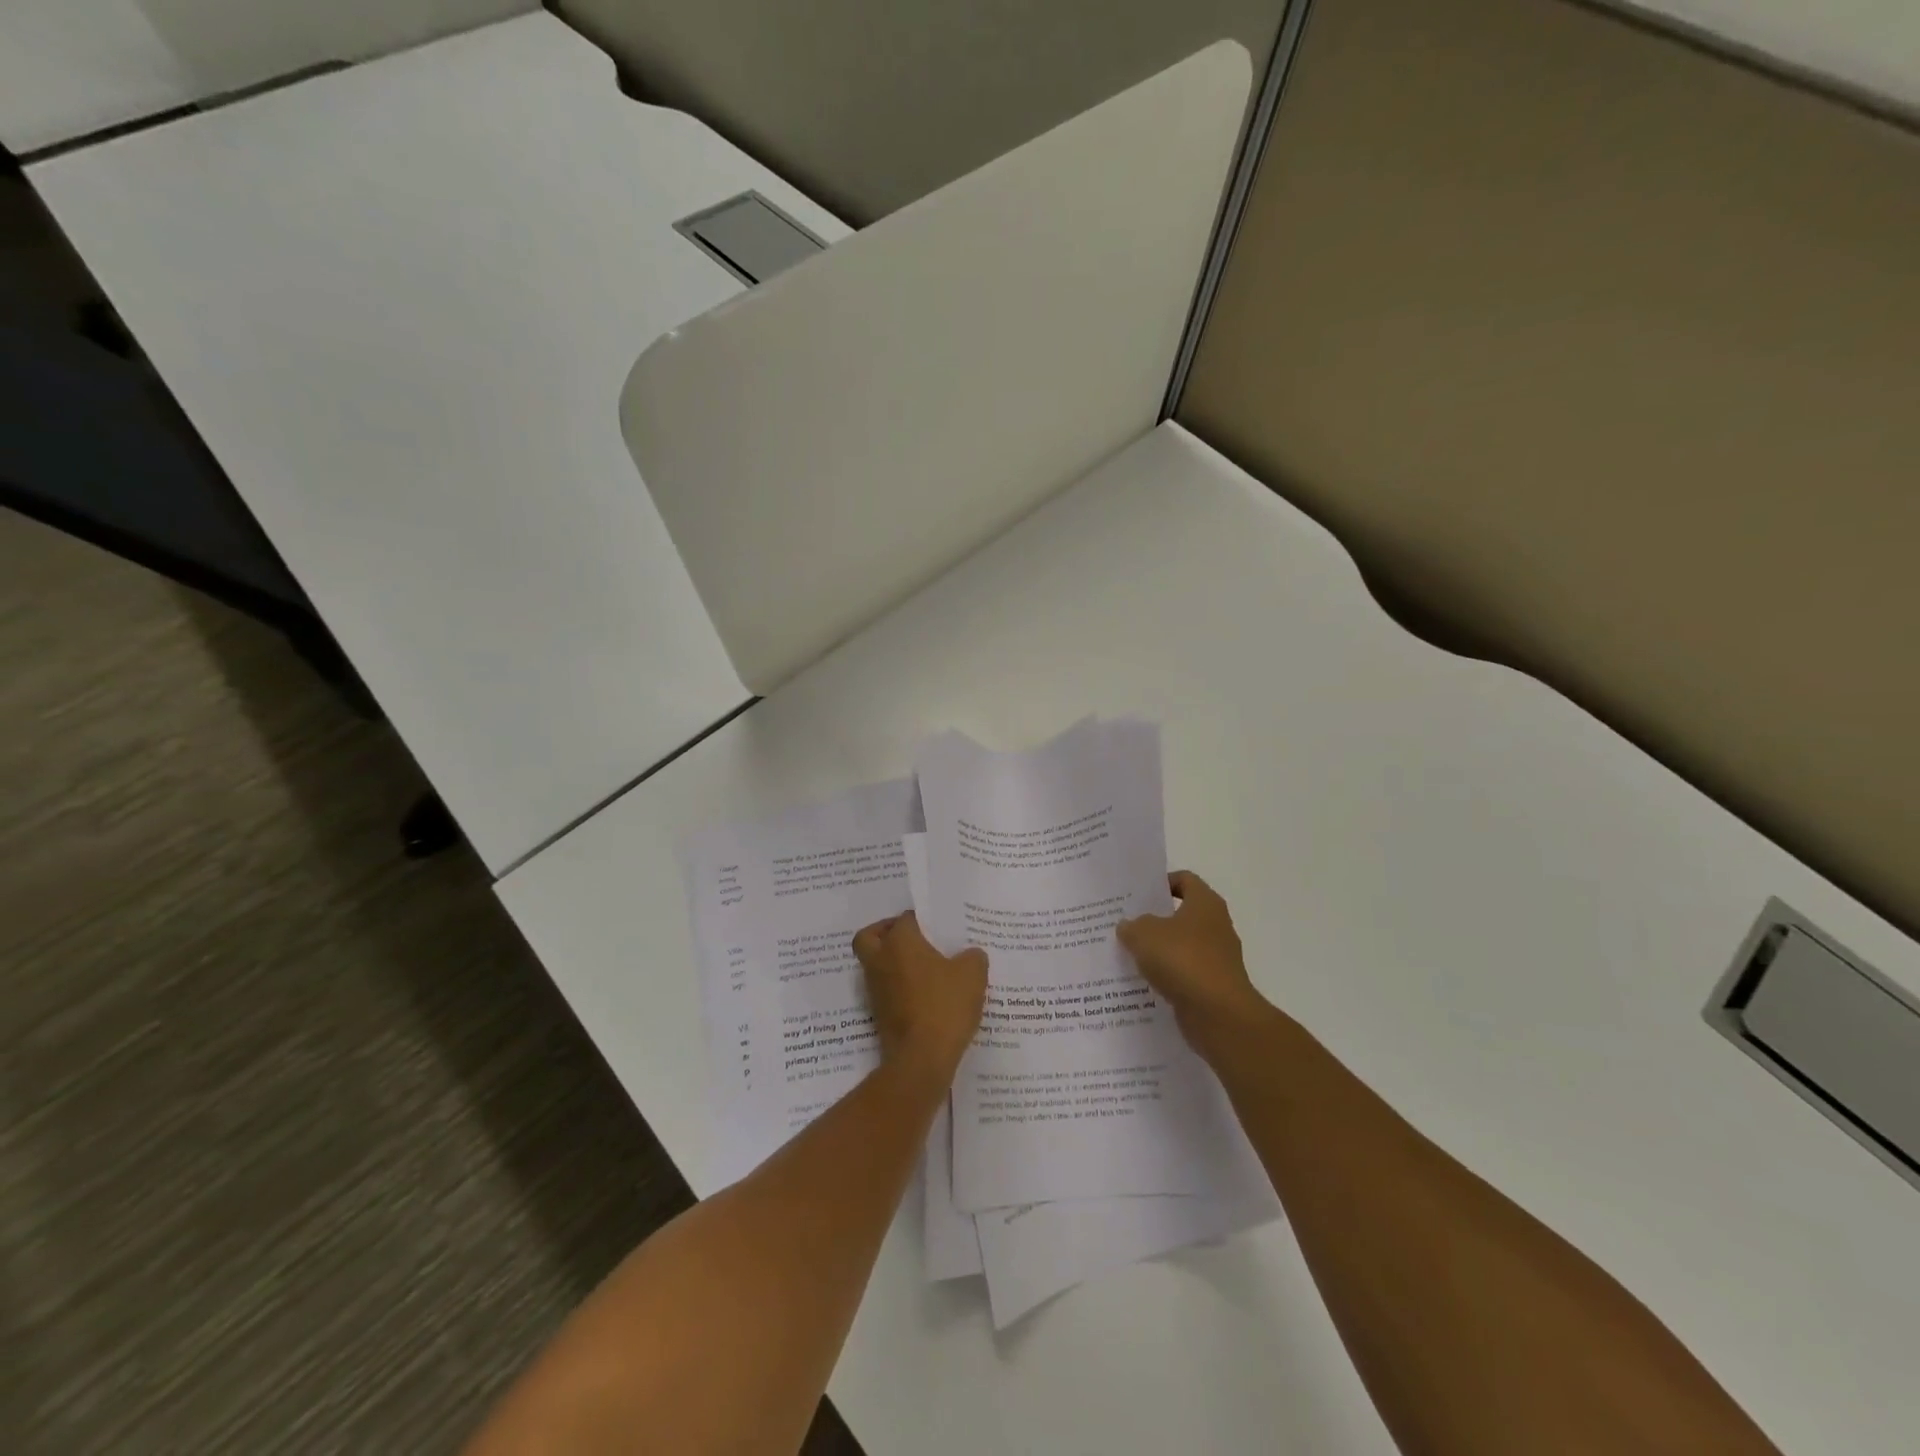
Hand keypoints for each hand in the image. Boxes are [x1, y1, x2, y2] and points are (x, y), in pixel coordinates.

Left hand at [852, 912, 988, 1087]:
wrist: (921, 1058)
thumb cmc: (944, 1005)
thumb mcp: (972, 975)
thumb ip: (973, 957)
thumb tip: (970, 954)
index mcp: (900, 942)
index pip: (905, 918)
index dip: (921, 919)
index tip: (938, 927)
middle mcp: (880, 960)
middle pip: (870, 937)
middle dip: (885, 933)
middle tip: (911, 939)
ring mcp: (875, 988)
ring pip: (875, 964)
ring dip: (892, 962)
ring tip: (924, 969)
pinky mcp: (878, 1013)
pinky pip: (885, 989)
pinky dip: (897, 987)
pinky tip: (924, 995)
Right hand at [1117, 871, 1269, 1052]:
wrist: (1219, 1014)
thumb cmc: (1183, 960)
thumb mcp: (1144, 934)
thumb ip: (1132, 926)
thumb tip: (1129, 926)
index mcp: (1205, 903)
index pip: (1184, 880)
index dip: (1161, 883)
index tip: (1136, 894)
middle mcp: (1216, 926)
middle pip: (1181, 914)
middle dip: (1154, 919)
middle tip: (1124, 923)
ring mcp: (1217, 958)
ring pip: (1181, 946)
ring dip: (1158, 950)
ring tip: (1127, 953)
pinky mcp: (1212, 986)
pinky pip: (1184, 974)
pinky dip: (1166, 976)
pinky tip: (1142, 981)